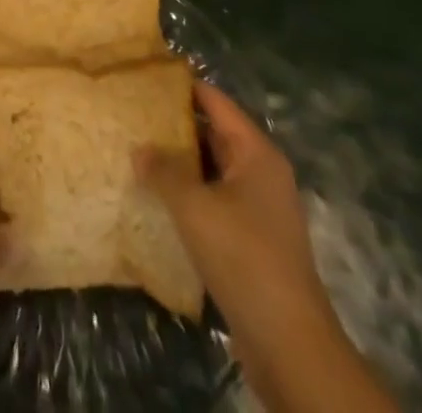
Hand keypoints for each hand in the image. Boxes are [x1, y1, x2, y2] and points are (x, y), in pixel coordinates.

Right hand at [137, 81, 397, 412]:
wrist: (289, 343)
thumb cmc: (243, 257)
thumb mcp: (194, 208)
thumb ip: (164, 172)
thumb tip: (139, 148)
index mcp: (256, 153)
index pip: (215, 102)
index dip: (182, 87)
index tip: (145, 77)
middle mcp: (262, 173)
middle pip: (214, 134)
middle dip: (175, 126)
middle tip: (132, 114)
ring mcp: (259, 208)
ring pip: (213, 170)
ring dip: (180, 164)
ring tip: (137, 151)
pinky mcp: (252, 240)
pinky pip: (215, 201)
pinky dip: (189, 195)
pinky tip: (157, 198)